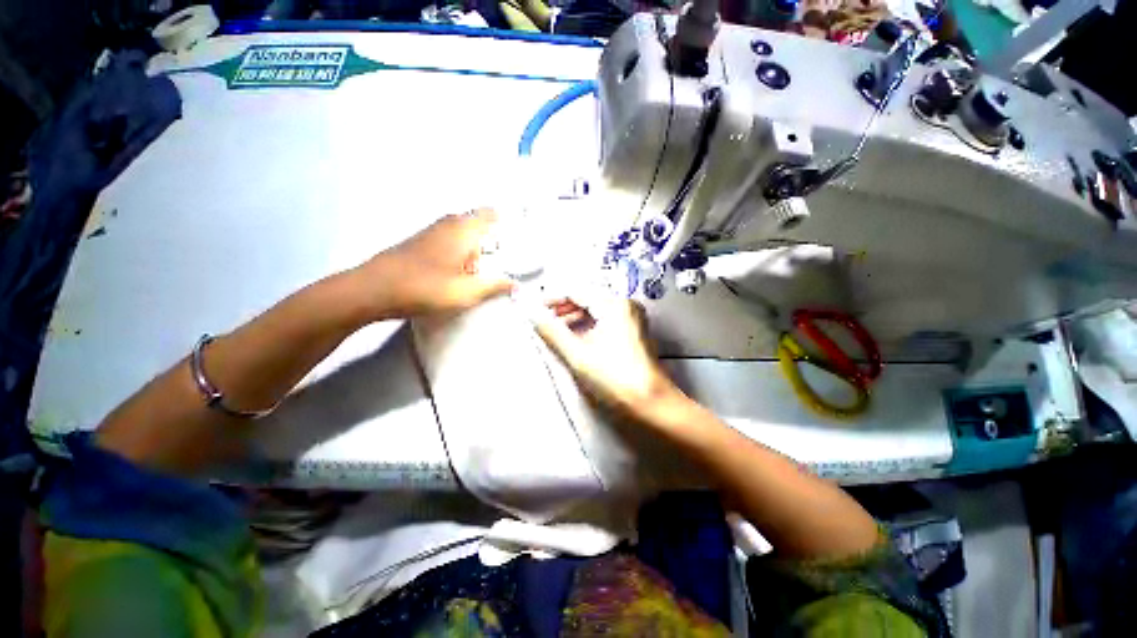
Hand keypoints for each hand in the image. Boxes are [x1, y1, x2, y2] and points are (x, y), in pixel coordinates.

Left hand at [358, 209, 513, 318]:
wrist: (372, 290)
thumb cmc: (425, 288)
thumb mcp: (466, 293)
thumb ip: (493, 286)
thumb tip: (515, 282)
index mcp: (463, 231)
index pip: (489, 215)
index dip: (505, 221)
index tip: (517, 235)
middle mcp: (448, 225)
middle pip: (477, 224)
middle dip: (491, 239)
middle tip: (502, 259)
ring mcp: (431, 232)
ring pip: (462, 232)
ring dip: (473, 248)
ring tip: (481, 270)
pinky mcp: (420, 242)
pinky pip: (449, 240)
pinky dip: (459, 251)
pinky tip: (457, 272)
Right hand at [532, 294, 681, 417]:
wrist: (652, 405)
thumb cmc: (614, 378)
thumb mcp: (578, 355)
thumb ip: (552, 332)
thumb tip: (531, 314)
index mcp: (614, 304)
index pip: (577, 291)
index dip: (554, 297)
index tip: (535, 307)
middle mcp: (625, 305)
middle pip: (588, 298)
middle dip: (564, 308)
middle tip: (543, 319)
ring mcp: (632, 318)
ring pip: (596, 309)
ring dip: (575, 317)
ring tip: (555, 329)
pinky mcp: (633, 332)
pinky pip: (605, 320)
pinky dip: (588, 325)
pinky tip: (575, 337)